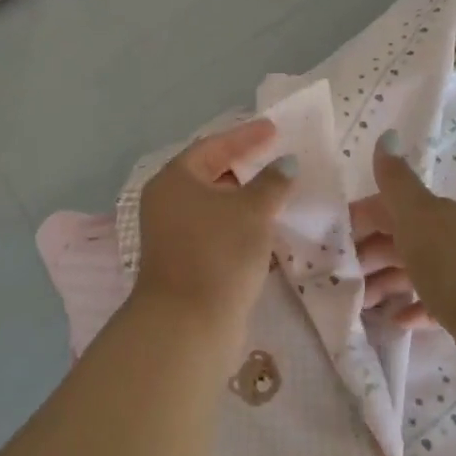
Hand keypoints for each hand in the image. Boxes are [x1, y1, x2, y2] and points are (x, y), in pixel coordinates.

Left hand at [135, 118, 295, 353]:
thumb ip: (272, 181)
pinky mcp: (186, 261)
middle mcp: (168, 201)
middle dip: (246, 166)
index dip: (247, 136)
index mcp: (175, 179)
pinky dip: (241, 223)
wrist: (188, 326)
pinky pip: (218, 230)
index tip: (275, 128)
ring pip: (216, 205)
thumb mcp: (252, 211)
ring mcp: (174, 234)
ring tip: (280, 190)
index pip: (214, 145)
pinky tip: (267, 226)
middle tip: (278, 157)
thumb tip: (286, 162)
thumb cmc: (218, 254)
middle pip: (212, 173)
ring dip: (246, 198)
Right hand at [349, 131, 455, 380]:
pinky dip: (410, 308)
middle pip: (395, 240)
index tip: (325, 239)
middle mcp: (444, 238)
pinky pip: (429, 304)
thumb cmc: (450, 262)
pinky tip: (393, 320)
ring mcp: (455, 275)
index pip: (384, 207)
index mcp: (430, 213)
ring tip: (357, 303)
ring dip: (382, 283)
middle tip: (335, 276)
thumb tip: (387, 134)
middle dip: (364, 254)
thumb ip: (395, 181)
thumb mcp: (415, 215)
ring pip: (409, 272)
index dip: (356, 219)